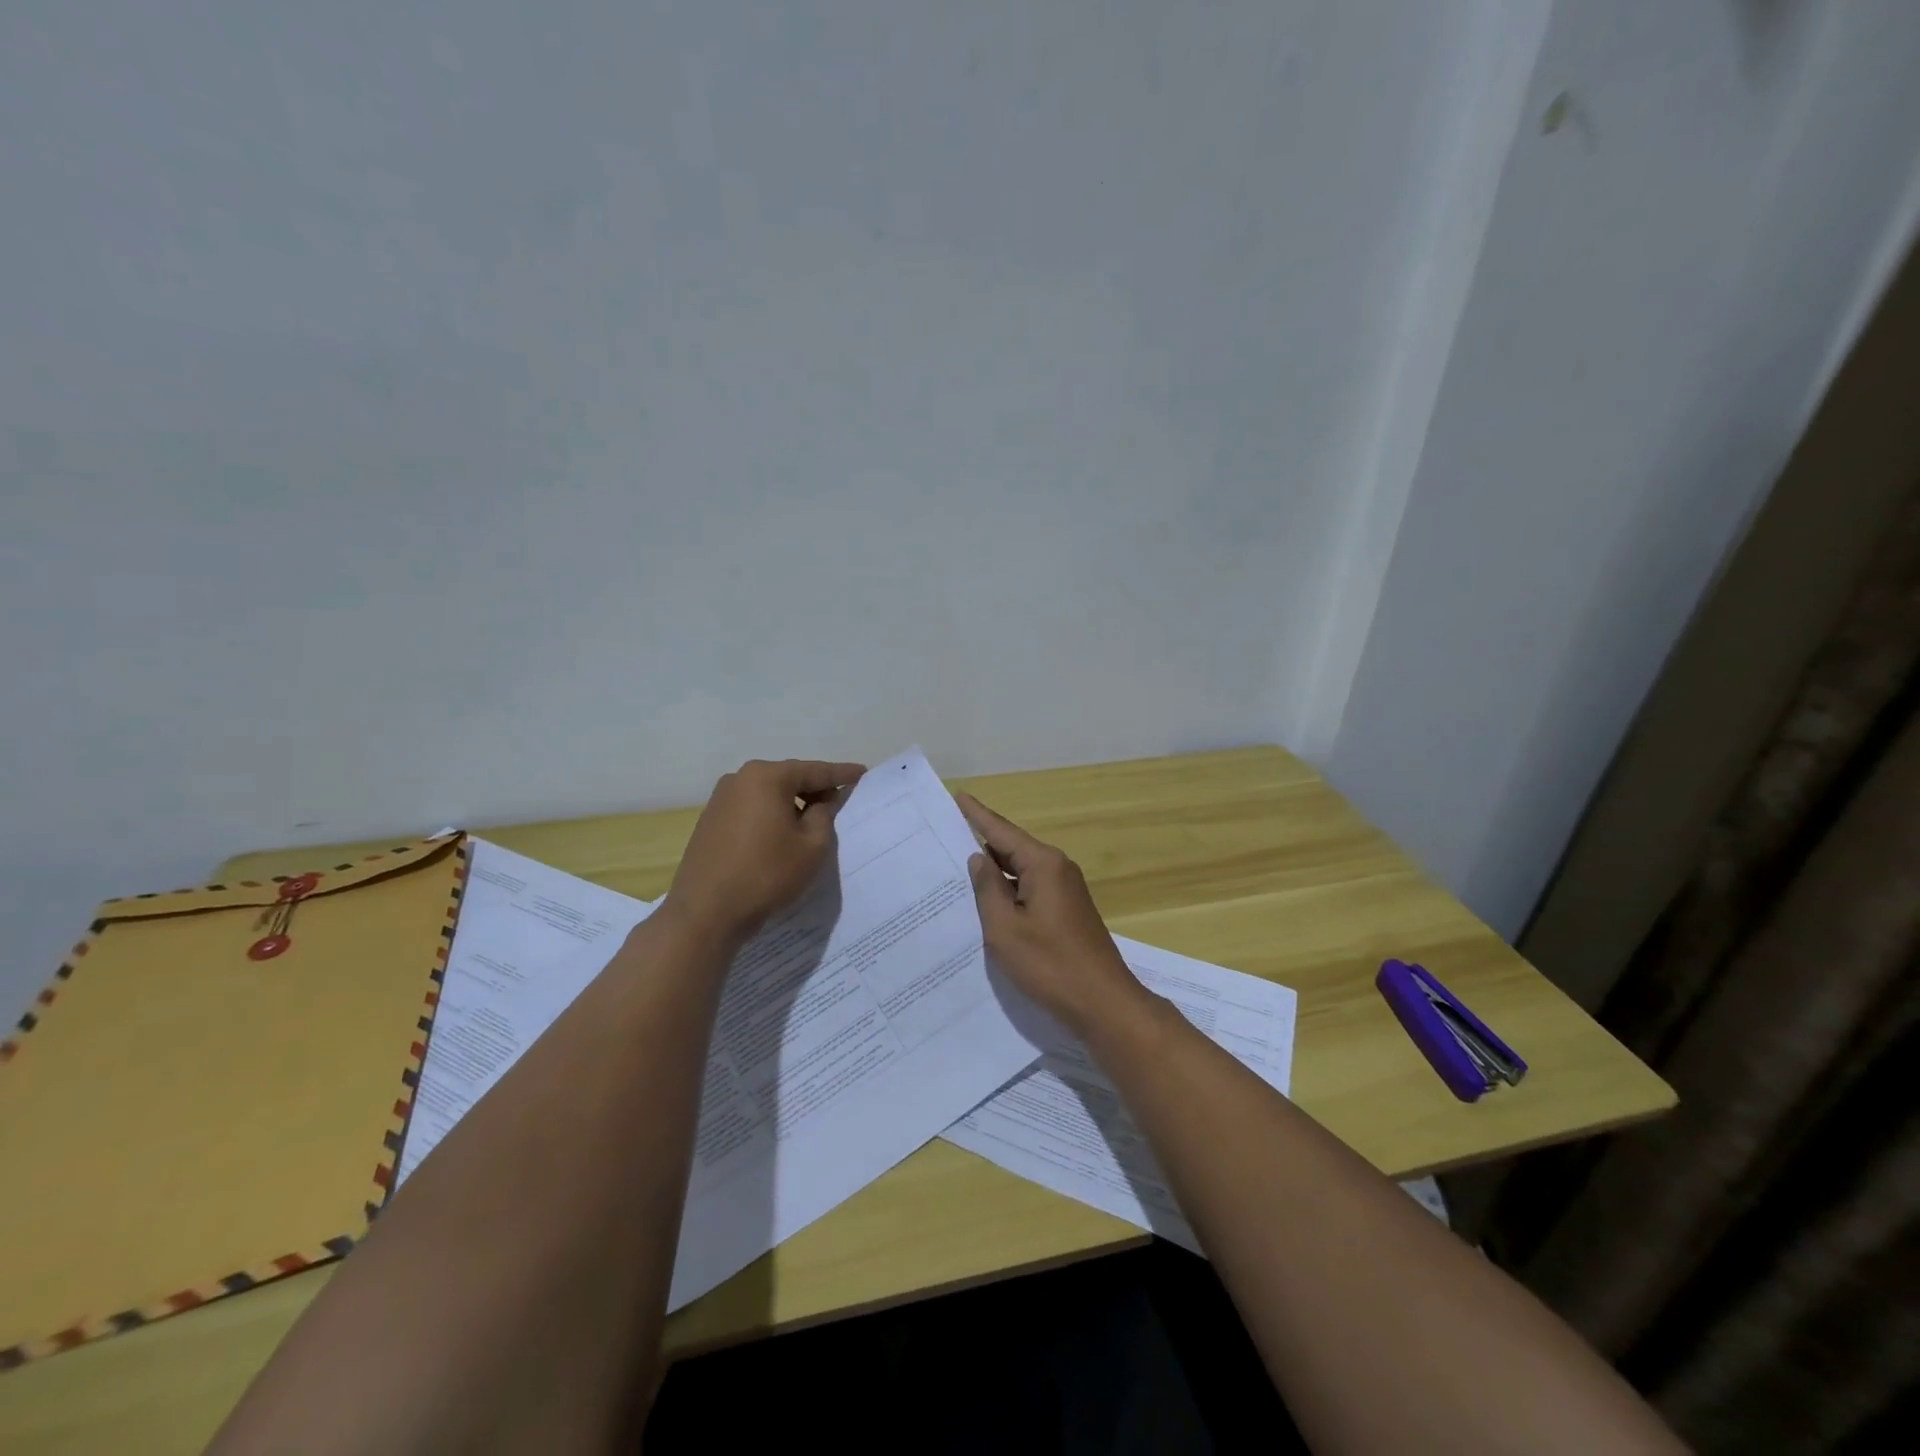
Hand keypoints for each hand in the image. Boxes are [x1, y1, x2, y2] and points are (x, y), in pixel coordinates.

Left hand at [665, 759, 865, 944]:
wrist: (705, 913)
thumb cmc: (766, 874)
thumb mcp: (812, 846)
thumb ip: (824, 815)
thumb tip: (823, 802)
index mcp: (767, 777)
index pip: (814, 771)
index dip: (841, 774)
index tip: (862, 773)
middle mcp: (739, 779)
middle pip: (788, 778)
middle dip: (814, 789)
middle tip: (839, 801)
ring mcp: (720, 799)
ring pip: (768, 794)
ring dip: (791, 804)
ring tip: (812, 822)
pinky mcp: (709, 821)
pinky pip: (751, 809)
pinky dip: (770, 816)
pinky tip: (781, 835)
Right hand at [957, 792, 1150, 1037]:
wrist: (1103, 1003)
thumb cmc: (1050, 965)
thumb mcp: (1005, 928)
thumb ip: (988, 889)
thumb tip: (979, 859)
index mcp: (1043, 864)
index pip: (1001, 831)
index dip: (977, 815)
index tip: (958, 796)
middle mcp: (1057, 868)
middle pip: (1012, 848)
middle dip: (981, 843)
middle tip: (945, 838)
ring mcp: (1066, 890)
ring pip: (1021, 871)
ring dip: (994, 872)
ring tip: (958, 869)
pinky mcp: (1068, 910)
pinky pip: (1031, 889)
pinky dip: (1009, 890)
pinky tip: (988, 901)